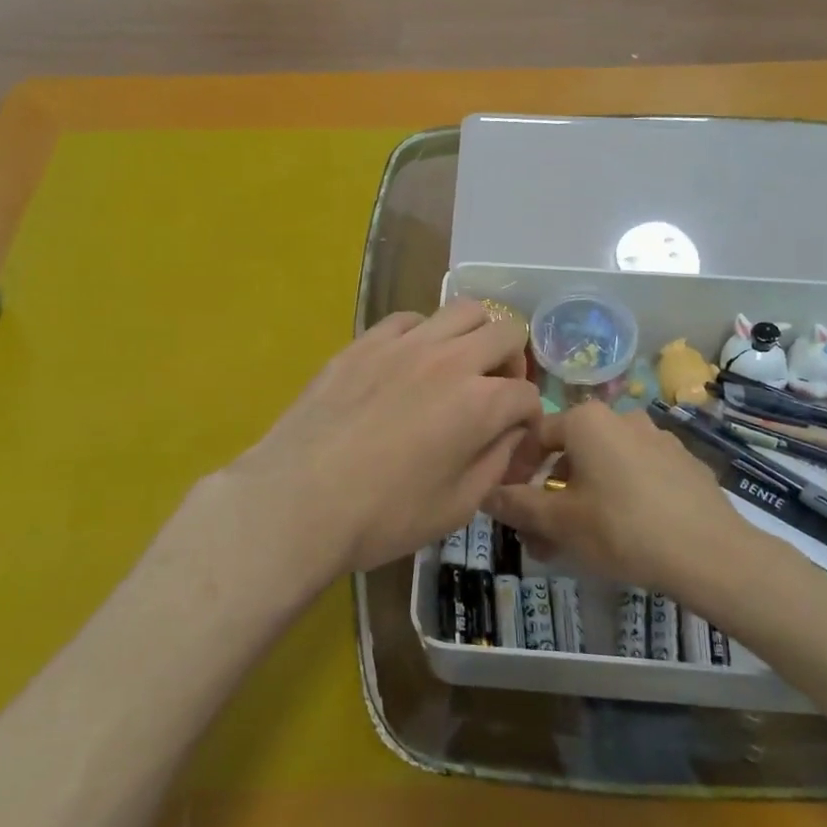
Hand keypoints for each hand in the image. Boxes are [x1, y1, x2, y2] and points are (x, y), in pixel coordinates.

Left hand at [219, 300, 540, 578]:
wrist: (297, 502)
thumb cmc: (383, 516)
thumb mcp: (457, 507)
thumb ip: (496, 462)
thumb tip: (509, 432)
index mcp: (480, 403)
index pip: (527, 394)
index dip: (529, 419)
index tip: (514, 440)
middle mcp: (450, 360)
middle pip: (506, 332)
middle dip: (513, 363)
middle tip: (494, 393)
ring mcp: (403, 344)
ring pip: (462, 310)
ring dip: (474, 336)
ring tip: (457, 367)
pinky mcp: (364, 342)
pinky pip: (409, 319)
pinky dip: (423, 335)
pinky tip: (408, 364)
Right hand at [486, 403, 738, 602]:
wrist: (711, 554)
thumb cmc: (622, 528)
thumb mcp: (559, 521)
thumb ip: (517, 505)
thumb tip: (485, 494)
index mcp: (587, 420)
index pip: (534, 435)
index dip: (514, 470)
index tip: (509, 506)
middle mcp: (622, 418)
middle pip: (570, 454)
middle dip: (549, 495)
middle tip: (541, 537)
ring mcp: (658, 439)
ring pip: (603, 468)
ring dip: (582, 500)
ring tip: (578, 543)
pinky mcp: (684, 464)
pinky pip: (637, 476)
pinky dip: (618, 498)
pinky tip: (624, 535)